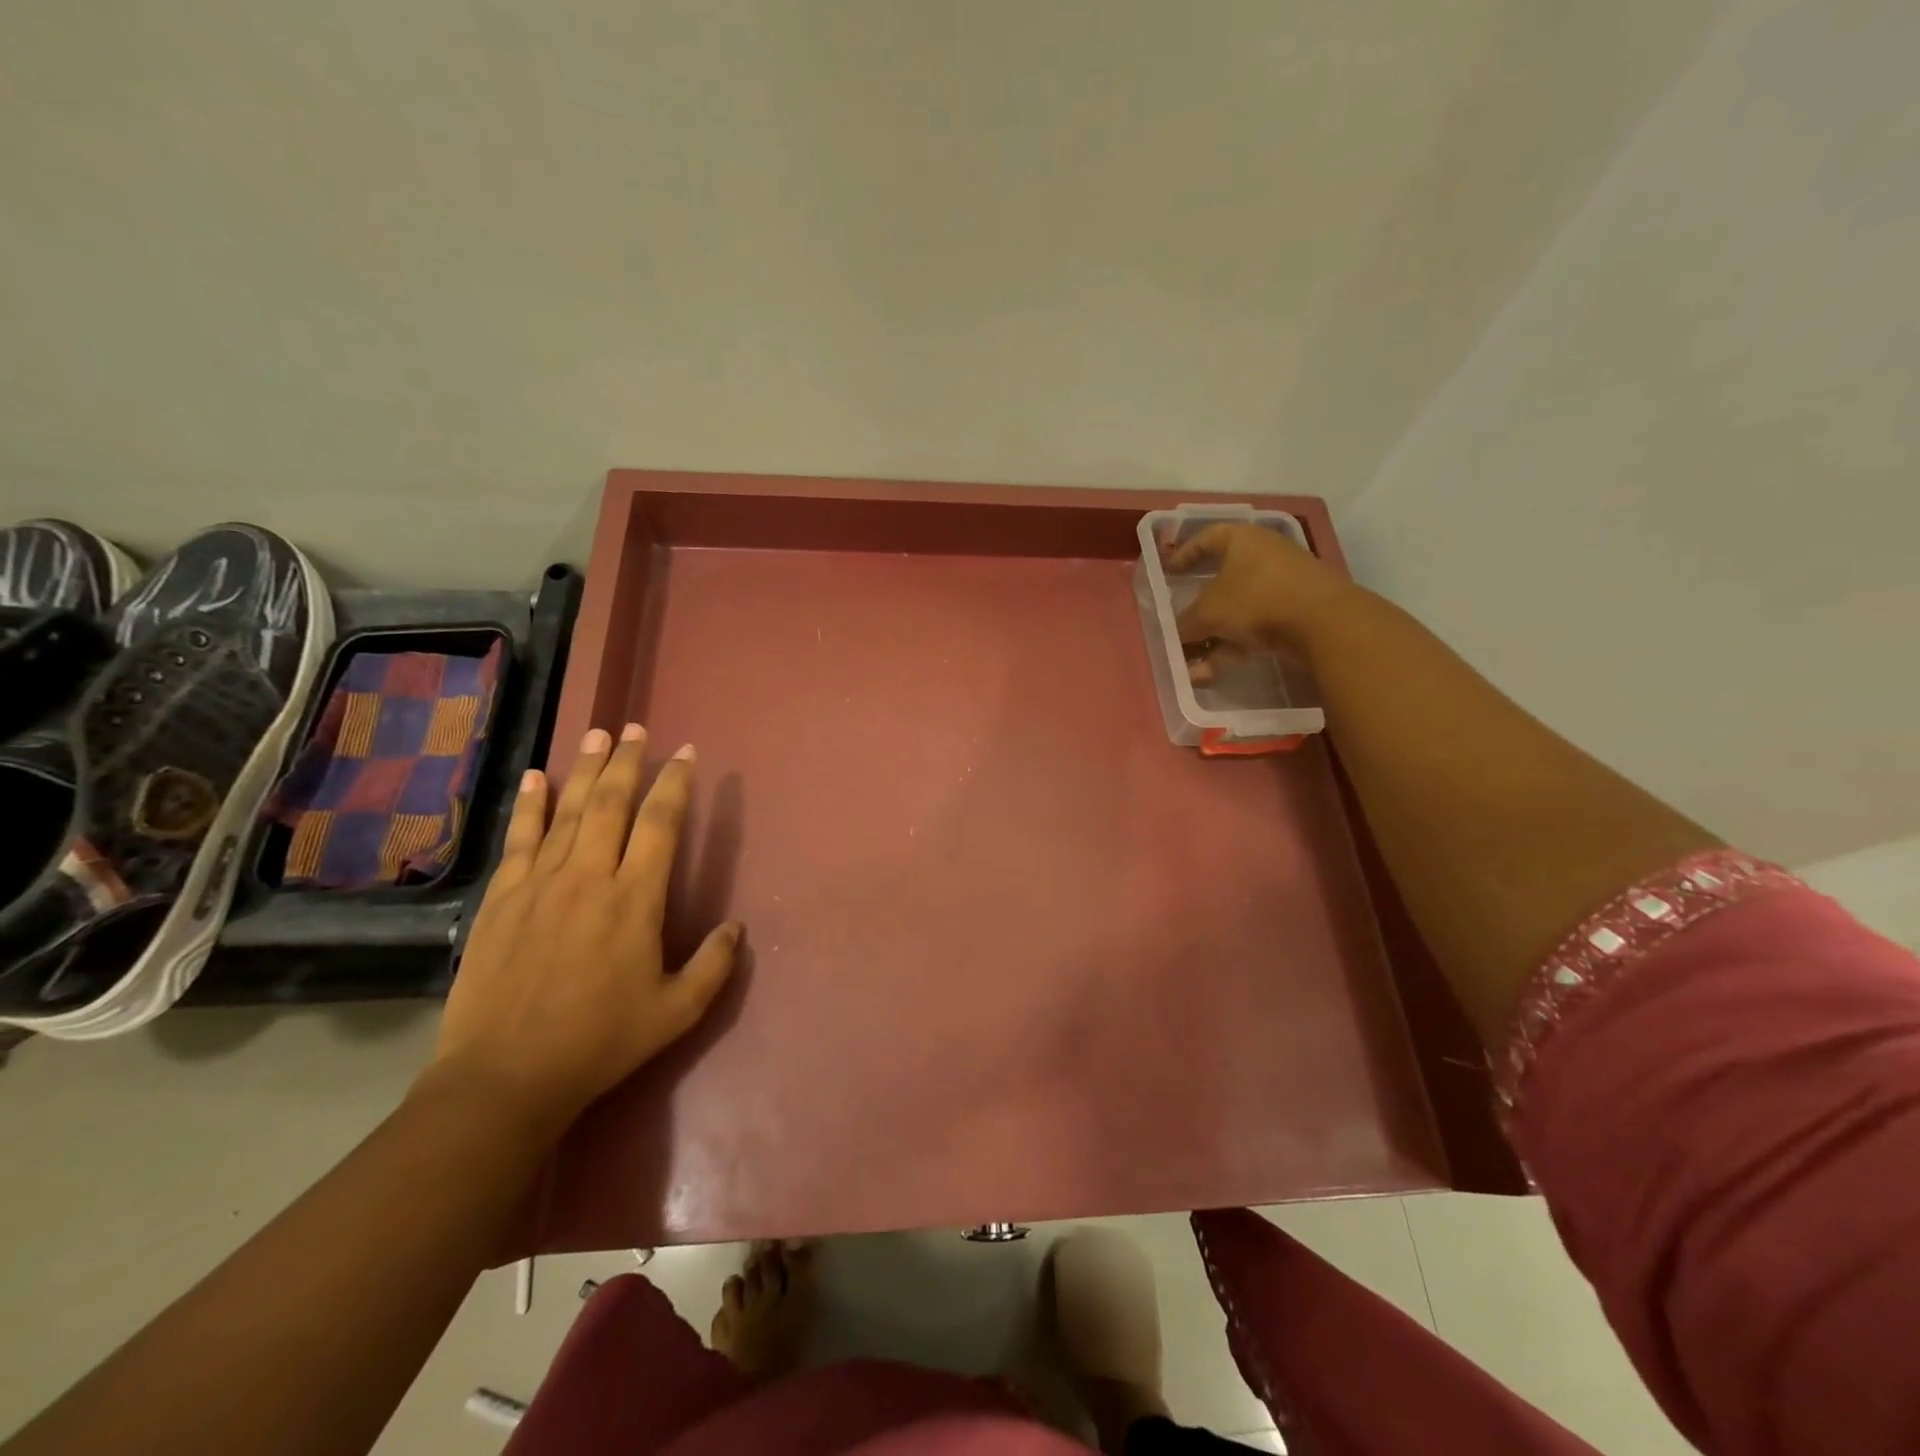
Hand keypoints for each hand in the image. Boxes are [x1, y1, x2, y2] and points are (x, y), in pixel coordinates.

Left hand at [421, 724, 739, 1135]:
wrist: (505, 1077)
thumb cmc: (599, 1042)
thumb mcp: (676, 1012)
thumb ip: (715, 966)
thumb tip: (737, 927)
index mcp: (636, 900)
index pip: (661, 824)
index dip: (676, 784)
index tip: (686, 753)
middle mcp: (590, 877)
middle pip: (611, 803)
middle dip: (627, 762)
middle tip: (635, 728)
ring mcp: (540, 884)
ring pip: (567, 811)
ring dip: (584, 769)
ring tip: (596, 734)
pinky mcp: (502, 898)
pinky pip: (519, 838)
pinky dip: (529, 804)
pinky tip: (536, 776)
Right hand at [1162, 522, 1353, 680]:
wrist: (1323, 622)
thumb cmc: (1255, 599)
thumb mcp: (1208, 612)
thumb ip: (1186, 624)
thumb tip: (1178, 634)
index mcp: (1242, 539)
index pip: (1207, 538)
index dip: (1185, 554)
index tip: (1170, 572)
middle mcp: (1264, 555)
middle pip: (1222, 580)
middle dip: (1198, 609)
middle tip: (1181, 624)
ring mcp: (1283, 584)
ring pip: (1238, 610)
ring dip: (1213, 637)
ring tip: (1193, 665)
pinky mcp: (1297, 612)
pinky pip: (1256, 627)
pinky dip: (1234, 647)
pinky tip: (1213, 672)